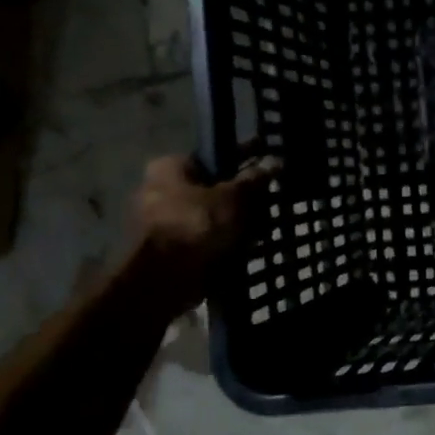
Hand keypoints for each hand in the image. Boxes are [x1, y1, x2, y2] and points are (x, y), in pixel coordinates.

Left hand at [124, 151, 280, 319]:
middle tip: (271, 198)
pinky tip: (251, 245)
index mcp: (170, 168)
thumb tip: (274, 161)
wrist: (162, 280)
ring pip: (212, 215)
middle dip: (243, 194)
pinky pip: (206, 238)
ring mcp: (163, 222)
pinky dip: (226, 241)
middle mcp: (161, 190)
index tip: (266, 160)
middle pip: (213, 186)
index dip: (244, 156)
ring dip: (237, 220)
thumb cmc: (196, 225)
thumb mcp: (234, 197)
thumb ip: (255, 179)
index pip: (214, 155)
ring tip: (267, 225)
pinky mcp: (170, 250)